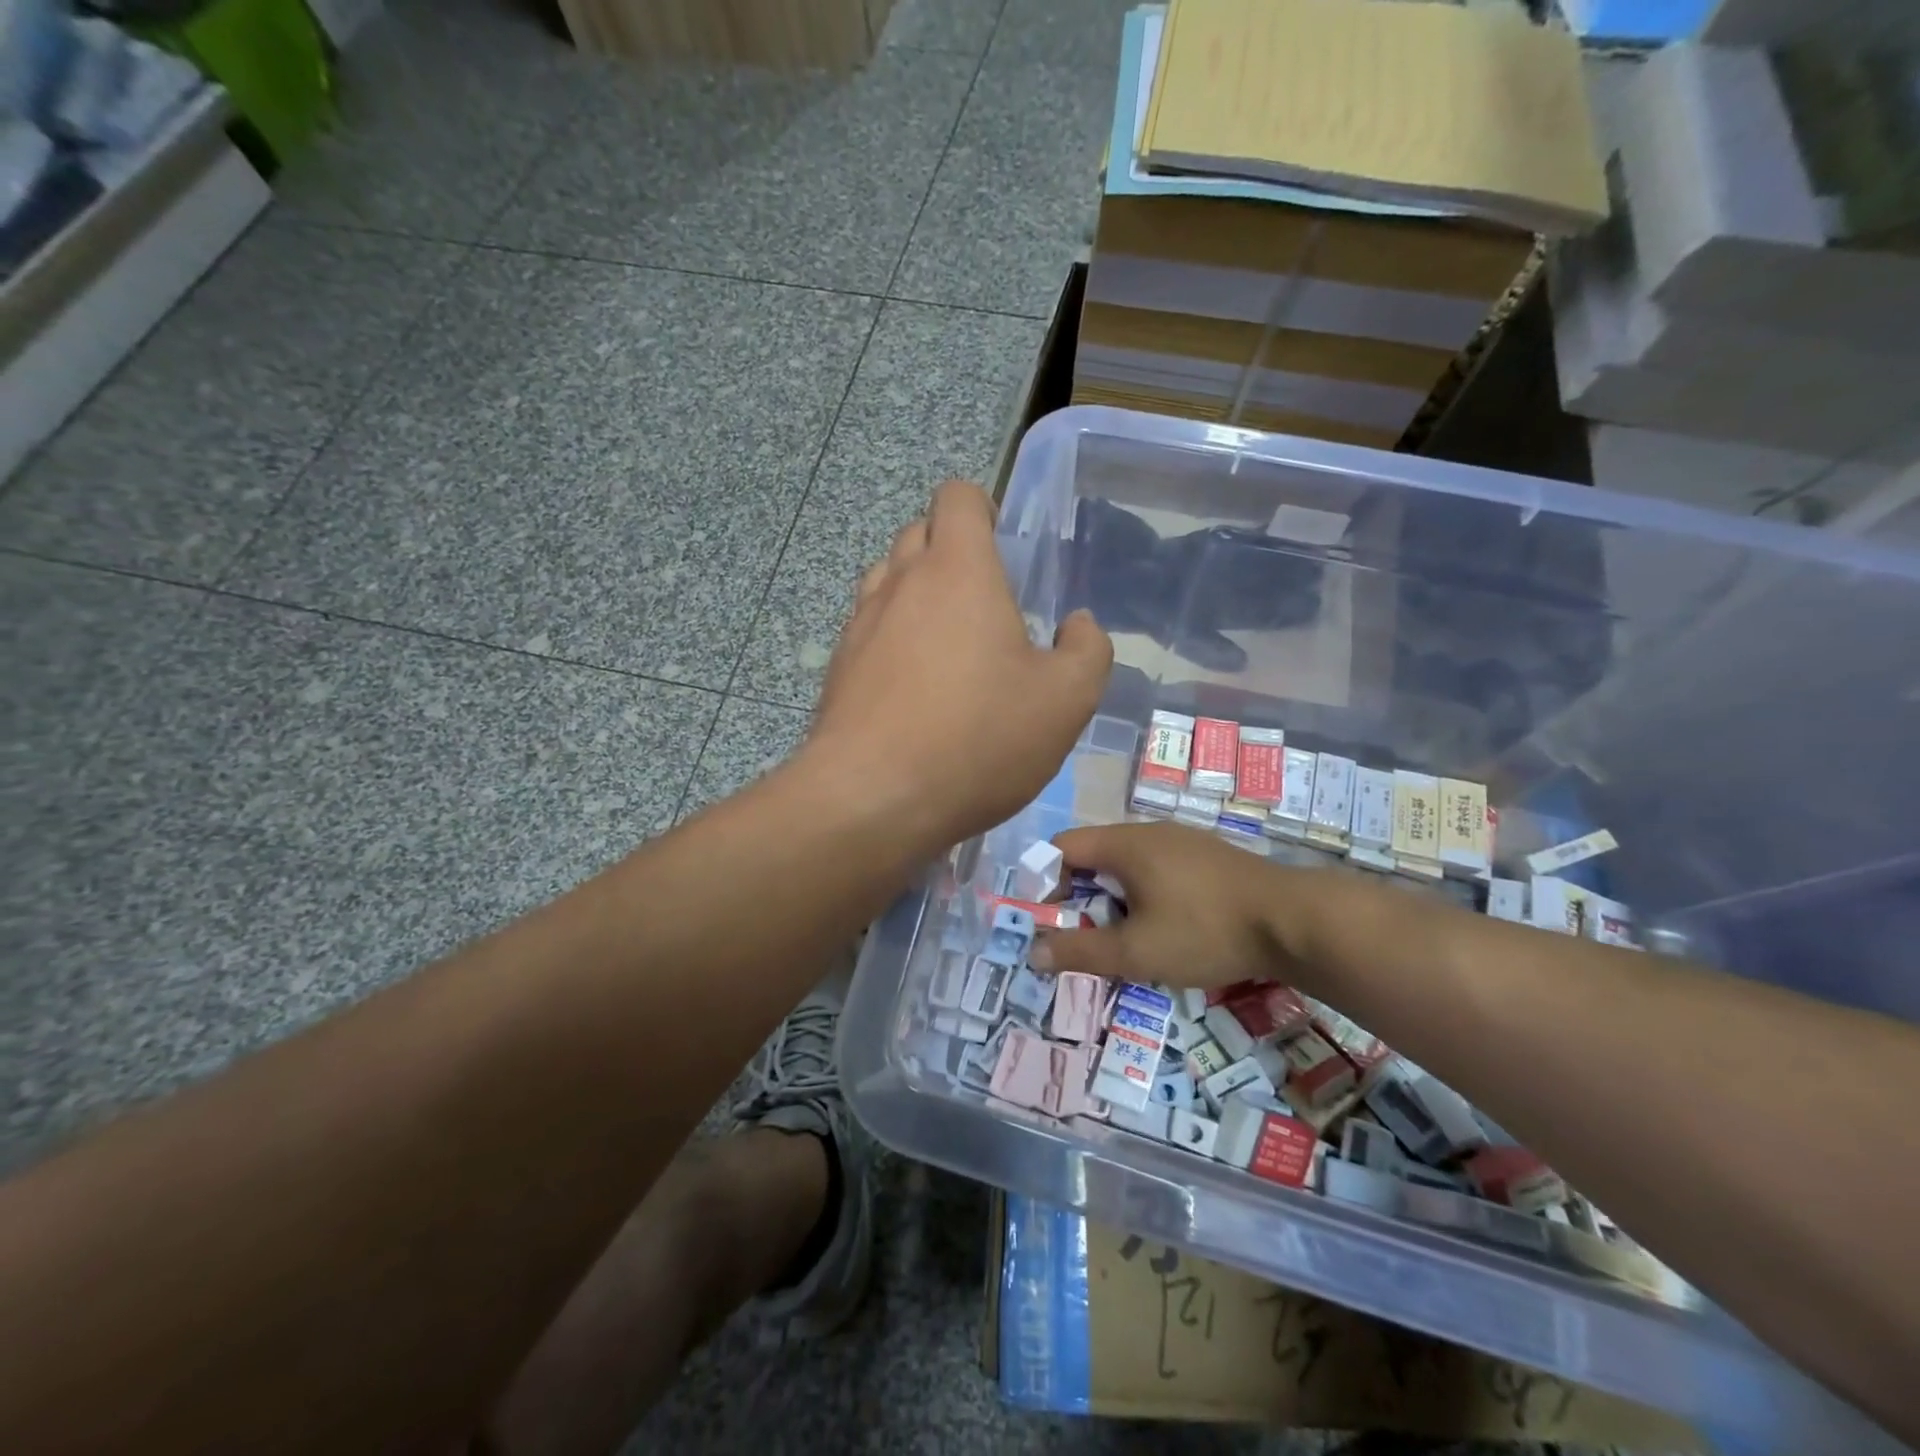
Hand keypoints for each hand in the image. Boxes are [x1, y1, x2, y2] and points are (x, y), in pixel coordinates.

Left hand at [801, 481, 1111, 855]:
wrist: (873, 798)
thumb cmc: (979, 739)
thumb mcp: (1065, 701)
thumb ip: (1087, 651)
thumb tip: (1079, 625)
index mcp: (958, 571)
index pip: (957, 497)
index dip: (982, 508)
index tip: (1003, 548)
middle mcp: (900, 583)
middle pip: (918, 533)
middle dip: (950, 551)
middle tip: (985, 604)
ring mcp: (860, 625)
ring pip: (887, 580)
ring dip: (916, 594)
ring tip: (947, 646)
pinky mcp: (838, 667)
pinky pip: (867, 630)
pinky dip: (891, 640)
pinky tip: (913, 690)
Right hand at [1035, 821, 1338, 990]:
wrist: (1296, 921)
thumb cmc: (1205, 930)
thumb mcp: (1136, 952)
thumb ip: (1081, 952)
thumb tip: (1033, 953)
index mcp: (1125, 844)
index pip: (1063, 847)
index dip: (1044, 881)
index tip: (1047, 921)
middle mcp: (1150, 831)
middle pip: (1095, 855)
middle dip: (1079, 895)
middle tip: (1082, 937)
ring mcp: (1183, 841)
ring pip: (1128, 864)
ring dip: (1113, 898)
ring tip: (1122, 938)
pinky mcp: (1208, 857)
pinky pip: (1158, 869)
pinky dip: (1144, 894)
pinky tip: (1165, 927)